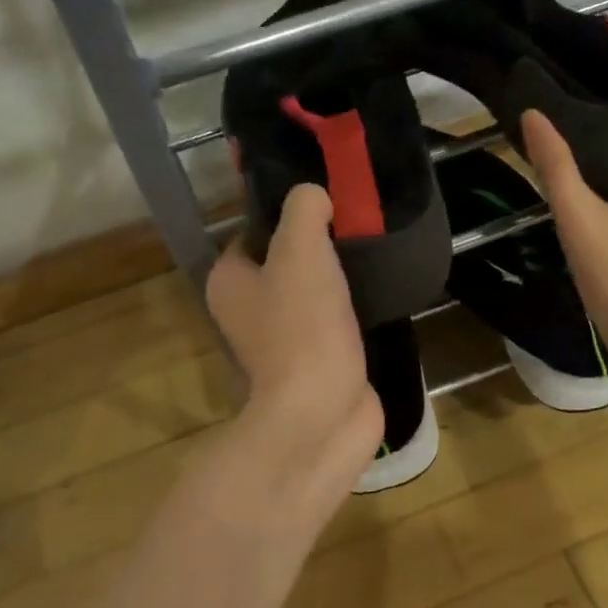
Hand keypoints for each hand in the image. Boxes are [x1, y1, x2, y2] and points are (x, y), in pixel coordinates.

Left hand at [206, 184, 381, 472]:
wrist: (323, 411)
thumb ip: (303, 211)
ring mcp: (282, 343)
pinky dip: (351, 311)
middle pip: (283, 263)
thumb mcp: (300, 250)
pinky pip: (332, 324)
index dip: (286, 214)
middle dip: (317, 246)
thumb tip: (312, 196)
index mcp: (229, 282)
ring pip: (310, 295)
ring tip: (371, 253)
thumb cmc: (302, 327)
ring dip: (337, 280)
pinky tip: (378, 294)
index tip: (325, 202)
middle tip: (355, 225)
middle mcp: (247, 312)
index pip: (253, 233)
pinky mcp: (315, 364)